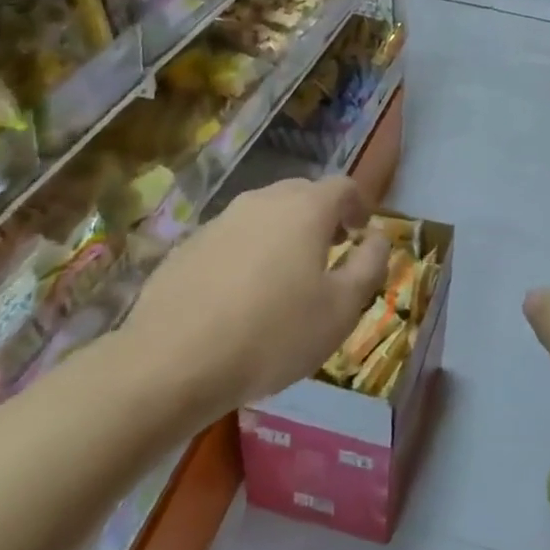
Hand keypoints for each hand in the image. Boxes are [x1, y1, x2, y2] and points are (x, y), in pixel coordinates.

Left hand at [122, 176, 387, 418]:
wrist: (170, 363)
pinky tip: (240, 296)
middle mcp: (262, 201)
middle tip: (329, 252)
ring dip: (282, 234)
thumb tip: (379, 237)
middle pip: (302, 194)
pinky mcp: (187, 247)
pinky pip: (231, 239)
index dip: (359, 205)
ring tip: (285, 277)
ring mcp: (220, 221)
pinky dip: (247, 254)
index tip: (362, 231)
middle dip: (321, 216)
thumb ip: (369, 266)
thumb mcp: (341, 310)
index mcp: (305, 209)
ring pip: (264, 215)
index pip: (343, 186)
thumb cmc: (272, 335)